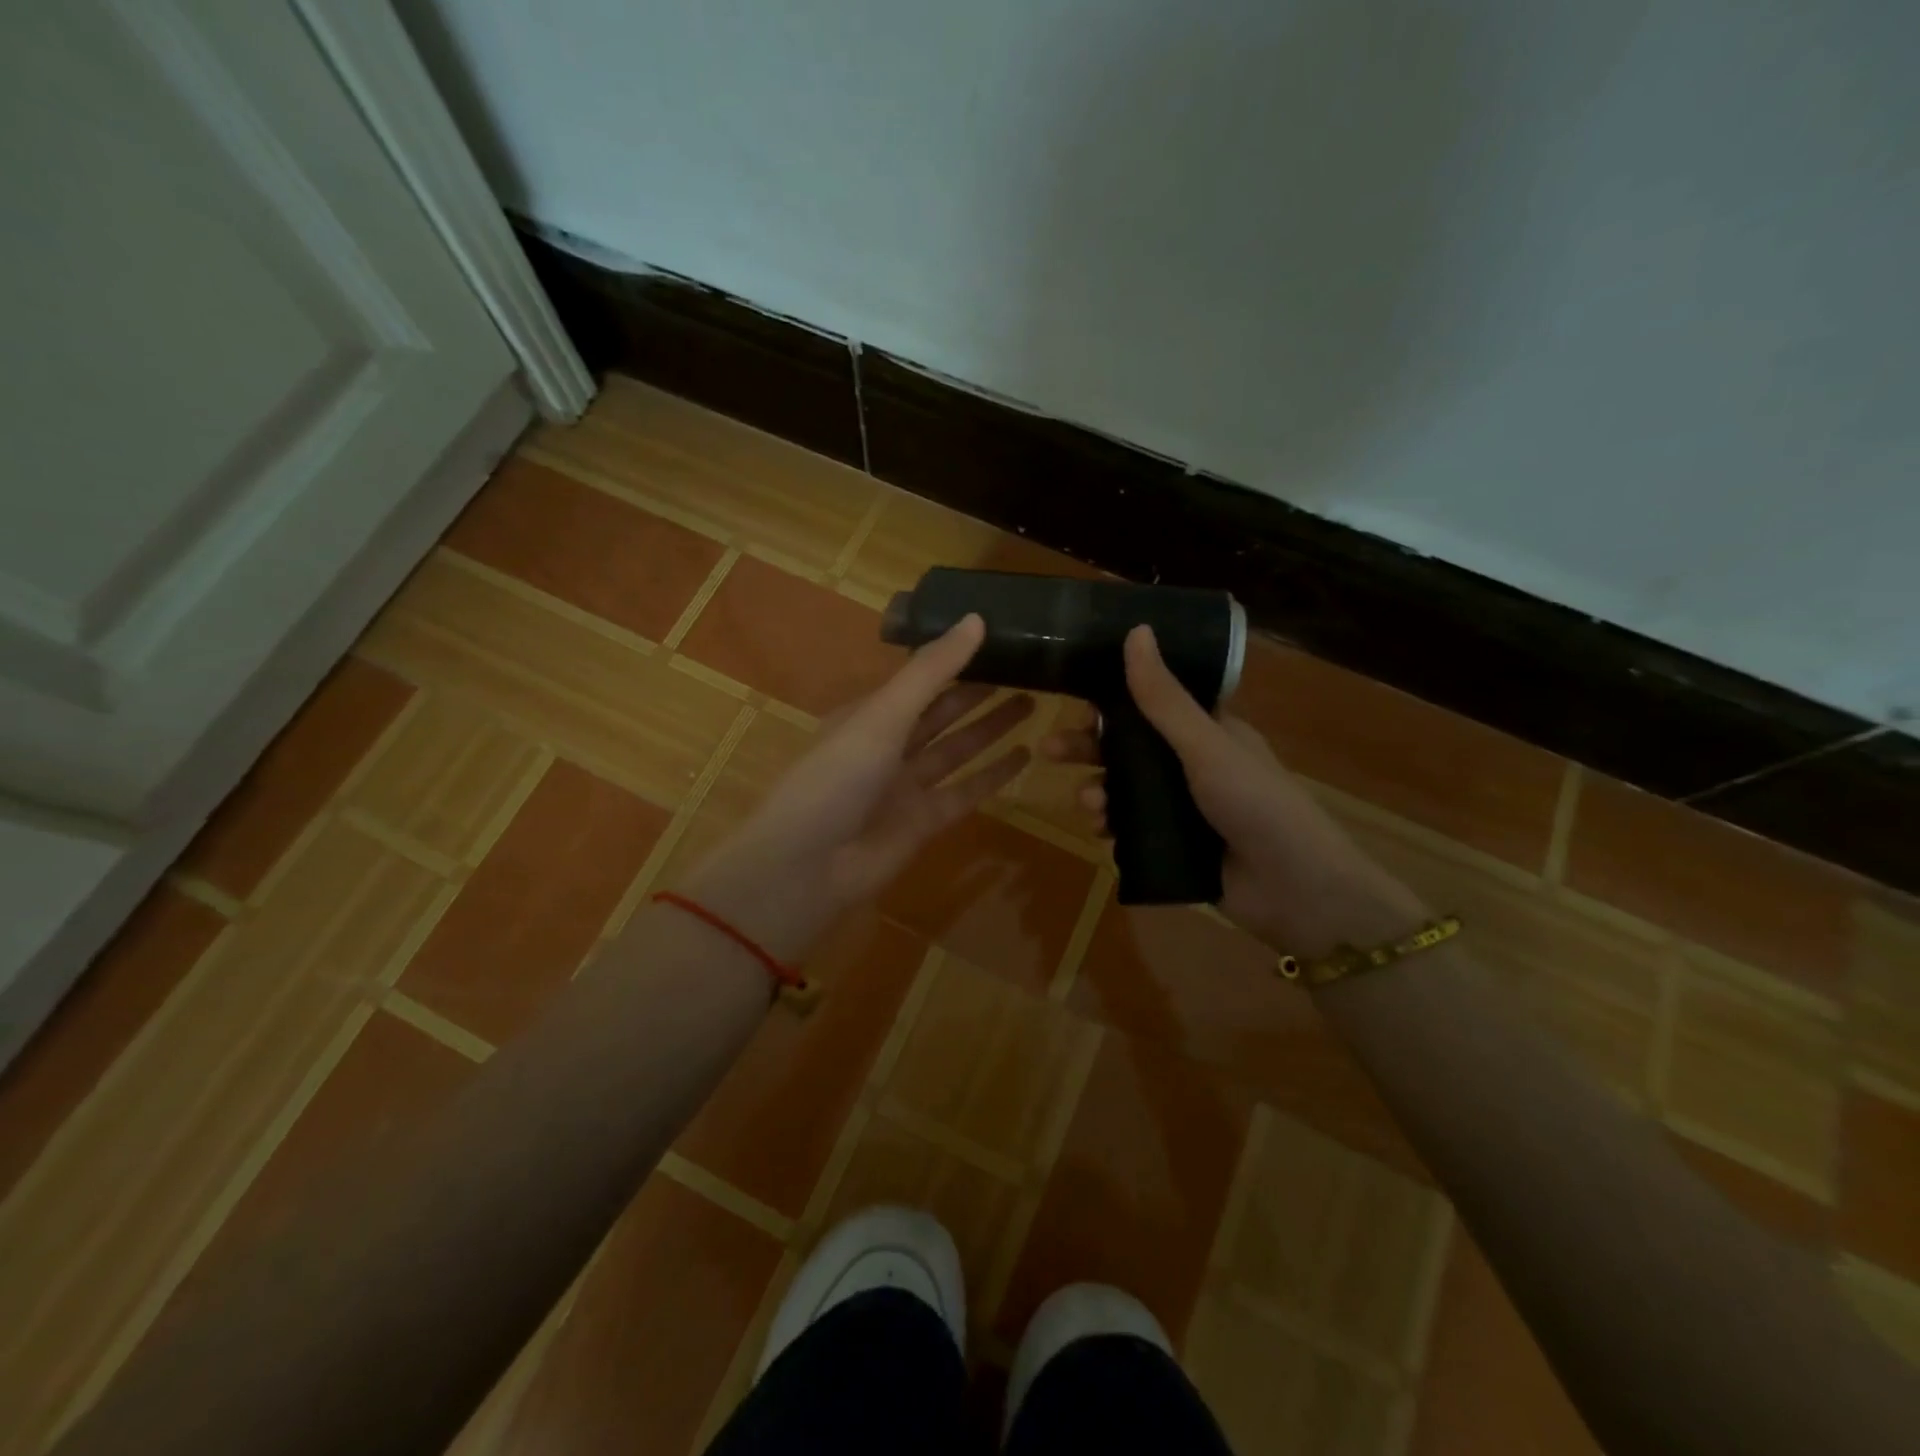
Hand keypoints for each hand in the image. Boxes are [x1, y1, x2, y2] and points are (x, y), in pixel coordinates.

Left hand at [677, 615, 1032, 962]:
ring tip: (1032, 704)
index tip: (994, 641)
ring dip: (990, 729)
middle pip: (939, 713)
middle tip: (1024, 672)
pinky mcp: (924, 822)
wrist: (808, 866)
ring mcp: (905, 786)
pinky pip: (965, 791)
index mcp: (867, 714)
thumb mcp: (882, 715)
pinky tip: (1023, 756)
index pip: (917, 679)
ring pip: (956, 749)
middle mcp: (886, 746)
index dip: (953, 661)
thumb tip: (976, 618)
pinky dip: (993, 775)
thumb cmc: (836, 777)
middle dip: (977, 693)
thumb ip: (930, 671)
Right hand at [1043, 625, 1425, 957]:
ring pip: (1124, 789)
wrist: (1295, 889)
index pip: (1150, 703)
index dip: (1112, 700)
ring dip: (1097, 789)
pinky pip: (1129, 828)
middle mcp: (1191, 764)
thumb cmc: (1255, 802)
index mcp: (1206, 731)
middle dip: (1088, 747)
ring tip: (1087, 804)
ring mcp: (1181, 807)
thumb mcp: (1206, 745)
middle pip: (1128, 746)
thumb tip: (1136, 630)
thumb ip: (1163, 697)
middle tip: (1049, 750)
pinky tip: (1100, 832)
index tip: (1076, 701)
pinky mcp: (1173, 845)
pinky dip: (1110, 826)